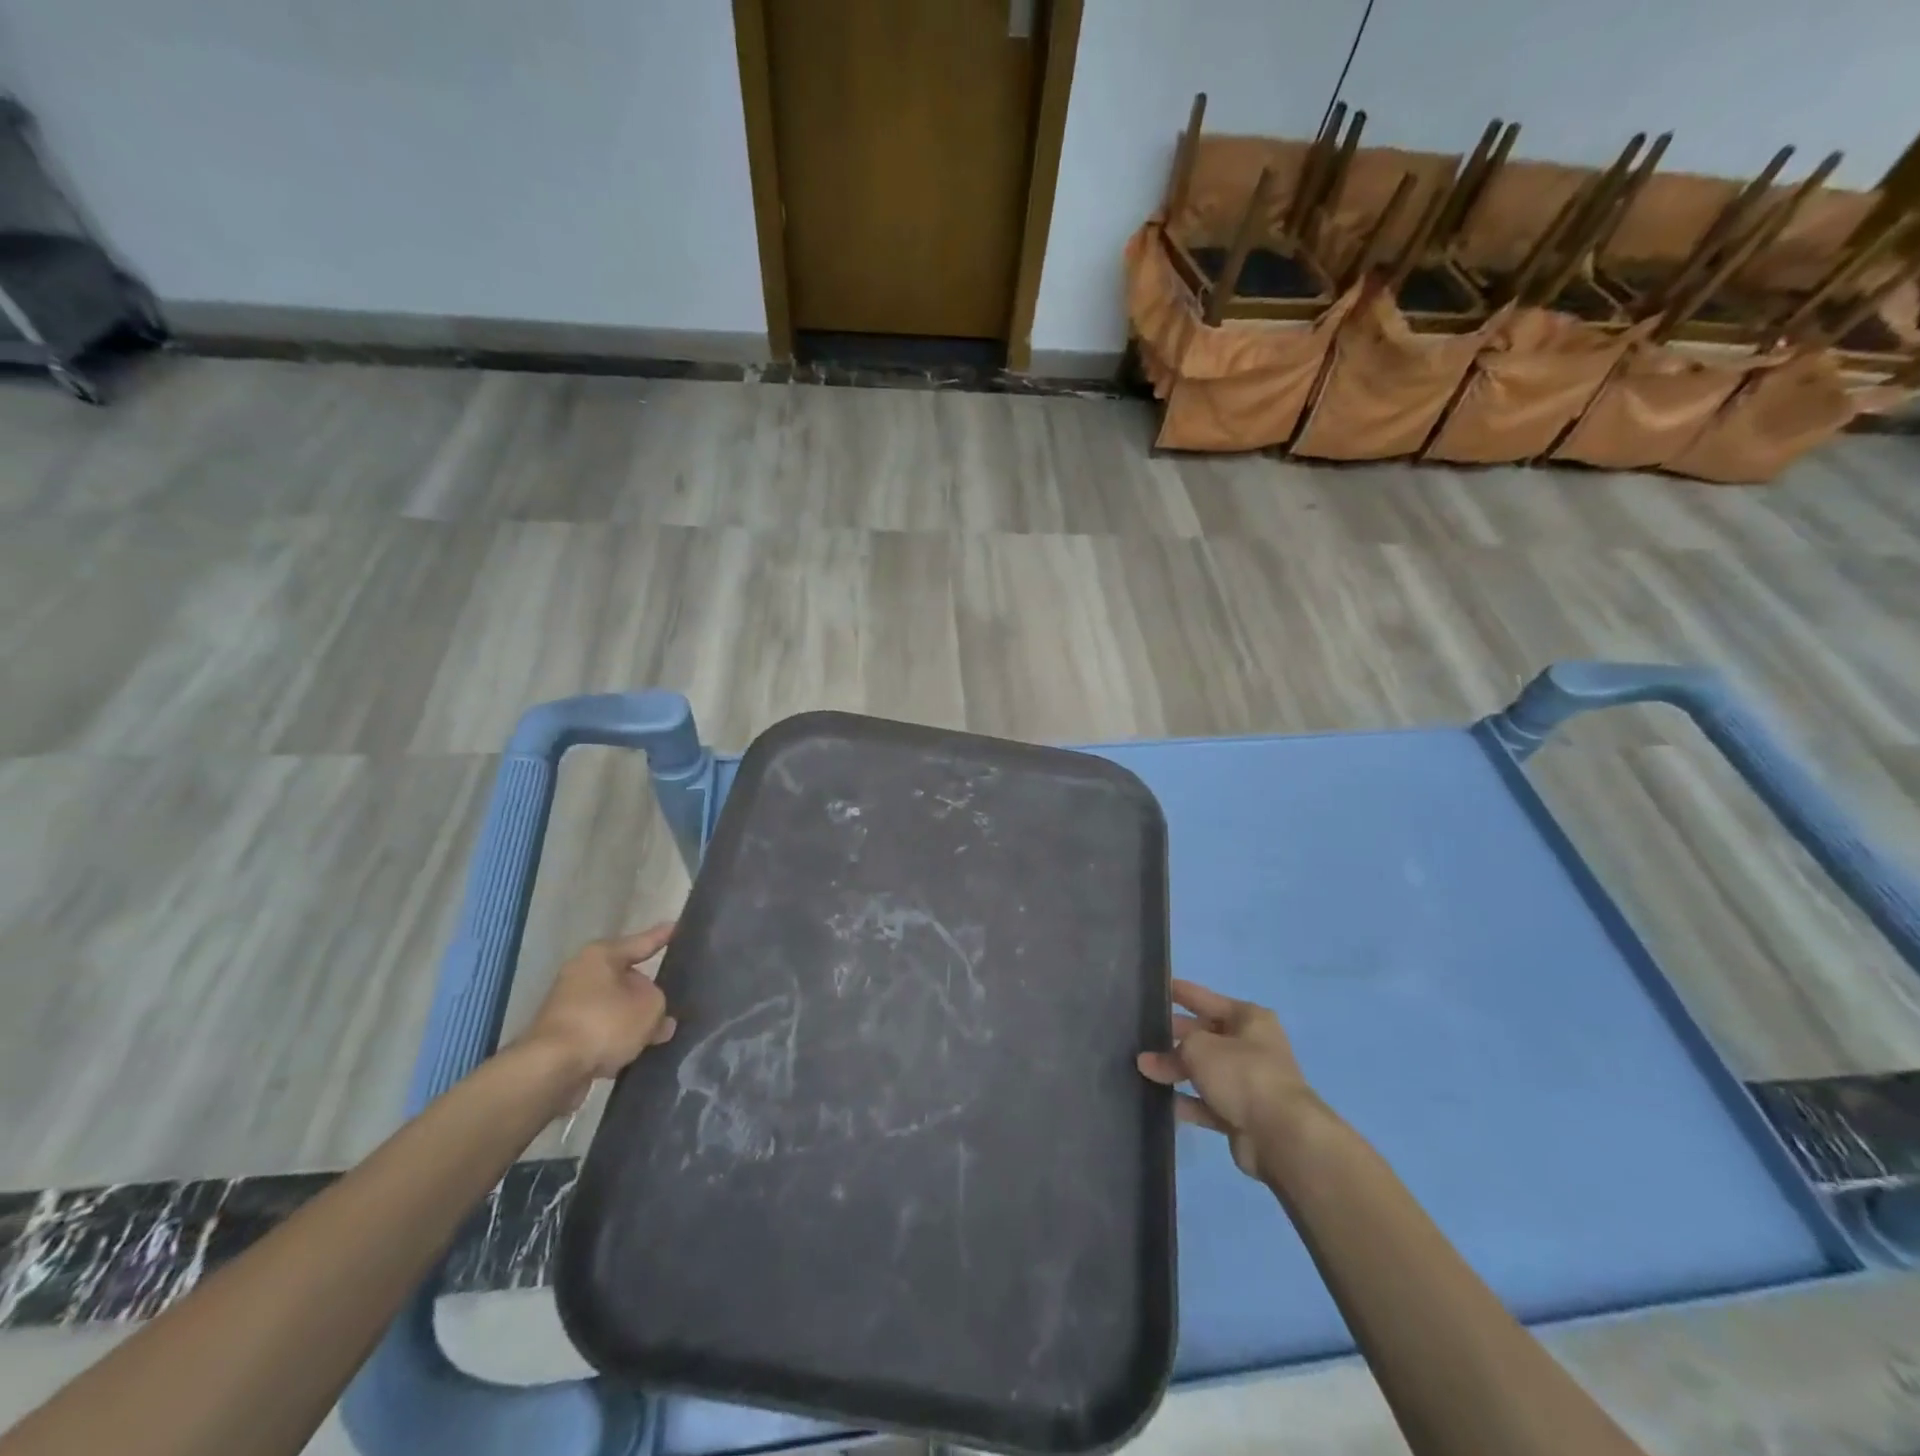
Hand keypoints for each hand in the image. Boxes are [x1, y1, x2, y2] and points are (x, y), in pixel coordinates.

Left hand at [517, 924, 677, 1108]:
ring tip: (659, 1033)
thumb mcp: (650, 1007)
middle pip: (626, 978)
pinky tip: (635, 1052)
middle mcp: (581, 973)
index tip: (677, 928)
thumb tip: (659, 1019)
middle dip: (648, 992)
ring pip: (614, 1006)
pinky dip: (616, 1038)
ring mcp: (568, 1005)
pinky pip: (601, 1030)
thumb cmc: (605, 1023)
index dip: (662, 937)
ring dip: (633, 1019)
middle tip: (672, 1000)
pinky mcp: (563, 1036)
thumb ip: (661, 1005)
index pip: (641, 942)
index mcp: (601, 955)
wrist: (551, 1070)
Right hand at [1137, 979, 1315, 1181]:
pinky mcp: (1242, 1115)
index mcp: (1250, 1019)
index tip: (1157, 987)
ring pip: (1205, 1071)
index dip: (1182, 993)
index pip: (1208, 999)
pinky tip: (1160, 1101)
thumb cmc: (1241, 1073)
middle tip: (1142, 1033)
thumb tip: (1148, 1062)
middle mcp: (1252, 1047)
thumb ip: (1171, 1051)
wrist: (1280, 1135)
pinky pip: (1207, 1103)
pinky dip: (1187, 1102)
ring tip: (1142, 1069)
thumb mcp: (1199, 1048)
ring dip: (1176, 1071)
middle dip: (1175, 1036)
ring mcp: (1248, 1083)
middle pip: (1205, 1036)